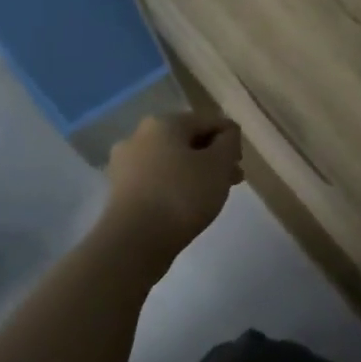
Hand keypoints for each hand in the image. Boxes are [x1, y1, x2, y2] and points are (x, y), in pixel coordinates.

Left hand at [104, 112, 242, 256]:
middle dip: (213, 157)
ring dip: (196, 172)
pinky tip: (187, 204)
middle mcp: (139, 136)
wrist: (134, 241)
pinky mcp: (120, 189)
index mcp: (164, 123)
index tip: (240, 164)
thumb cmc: (182, 195)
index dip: (231, 139)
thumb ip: (229, 142)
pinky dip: (176, 185)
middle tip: (232, 180)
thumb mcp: (219, 165)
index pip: (209, 121)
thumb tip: (227, 134)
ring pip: (172, 160)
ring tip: (213, 194)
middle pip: (188, 140)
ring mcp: (125, 163)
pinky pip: (157, 179)